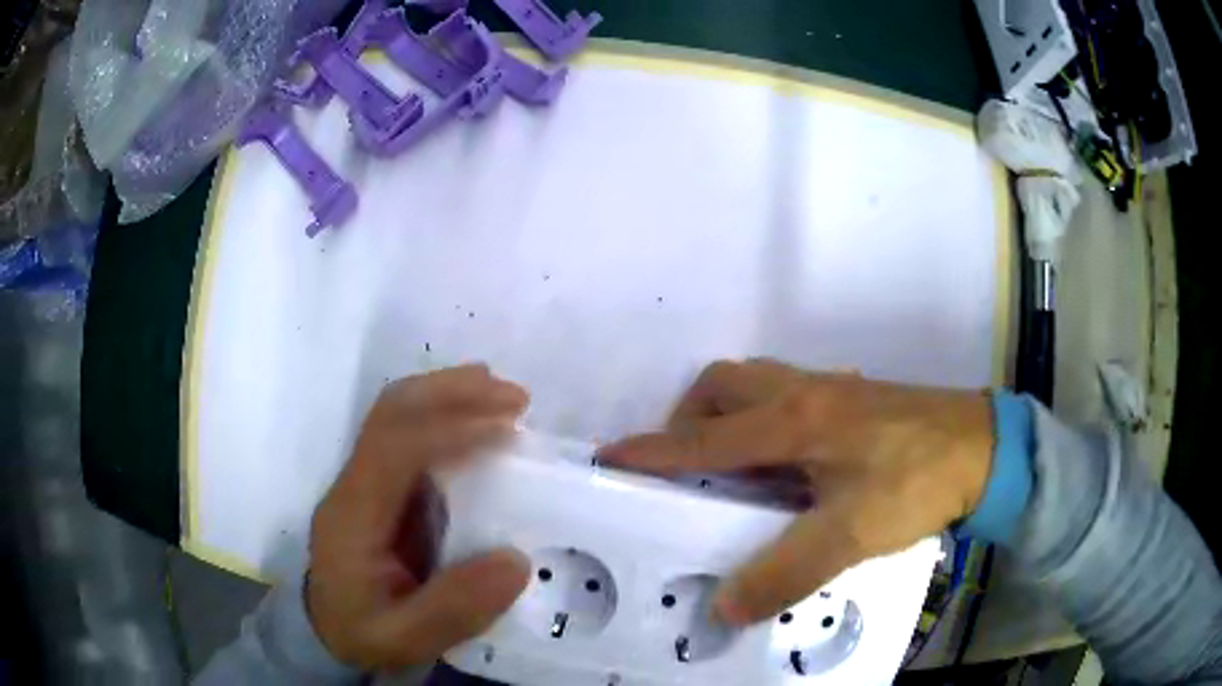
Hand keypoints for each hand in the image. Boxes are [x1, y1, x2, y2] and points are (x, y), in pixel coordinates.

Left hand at [307, 365, 531, 669]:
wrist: (327, 629)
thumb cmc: (362, 633)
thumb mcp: (403, 640)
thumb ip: (453, 610)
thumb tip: (516, 561)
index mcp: (352, 516)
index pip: (394, 449)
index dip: (449, 429)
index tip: (507, 430)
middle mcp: (354, 484)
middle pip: (392, 412)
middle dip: (452, 392)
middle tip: (516, 398)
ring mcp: (363, 480)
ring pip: (398, 412)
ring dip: (450, 394)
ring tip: (506, 399)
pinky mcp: (379, 486)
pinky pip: (409, 434)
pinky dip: (447, 415)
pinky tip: (481, 422)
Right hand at [597, 359, 993, 625]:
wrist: (982, 447)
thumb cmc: (917, 480)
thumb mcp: (851, 534)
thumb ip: (785, 572)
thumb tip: (724, 607)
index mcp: (793, 421)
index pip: (703, 438)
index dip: (652, 451)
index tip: (609, 458)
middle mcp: (802, 394)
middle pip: (722, 386)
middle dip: (689, 420)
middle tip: (687, 468)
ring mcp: (828, 391)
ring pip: (754, 385)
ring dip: (728, 418)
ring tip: (731, 470)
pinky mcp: (850, 400)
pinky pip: (786, 398)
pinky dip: (764, 424)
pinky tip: (784, 468)